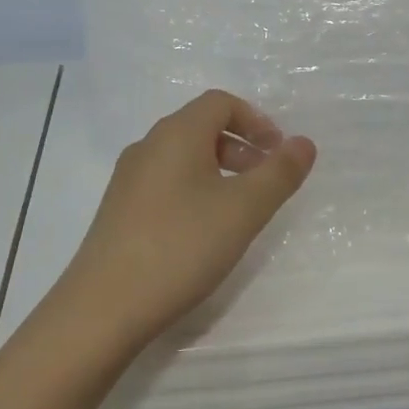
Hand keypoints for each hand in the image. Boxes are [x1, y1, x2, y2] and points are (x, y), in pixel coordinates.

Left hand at [57, 90, 316, 350]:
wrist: (104, 306)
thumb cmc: (181, 246)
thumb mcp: (243, 210)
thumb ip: (279, 173)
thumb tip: (304, 142)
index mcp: (176, 134)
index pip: (220, 103)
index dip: (256, 120)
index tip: (278, 153)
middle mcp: (148, 146)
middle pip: (200, 127)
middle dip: (240, 147)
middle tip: (266, 182)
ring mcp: (128, 179)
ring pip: (182, 157)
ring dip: (218, 170)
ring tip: (238, 210)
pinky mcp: (119, 210)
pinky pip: (165, 182)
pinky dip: (194, 190)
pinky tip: (202, 232)